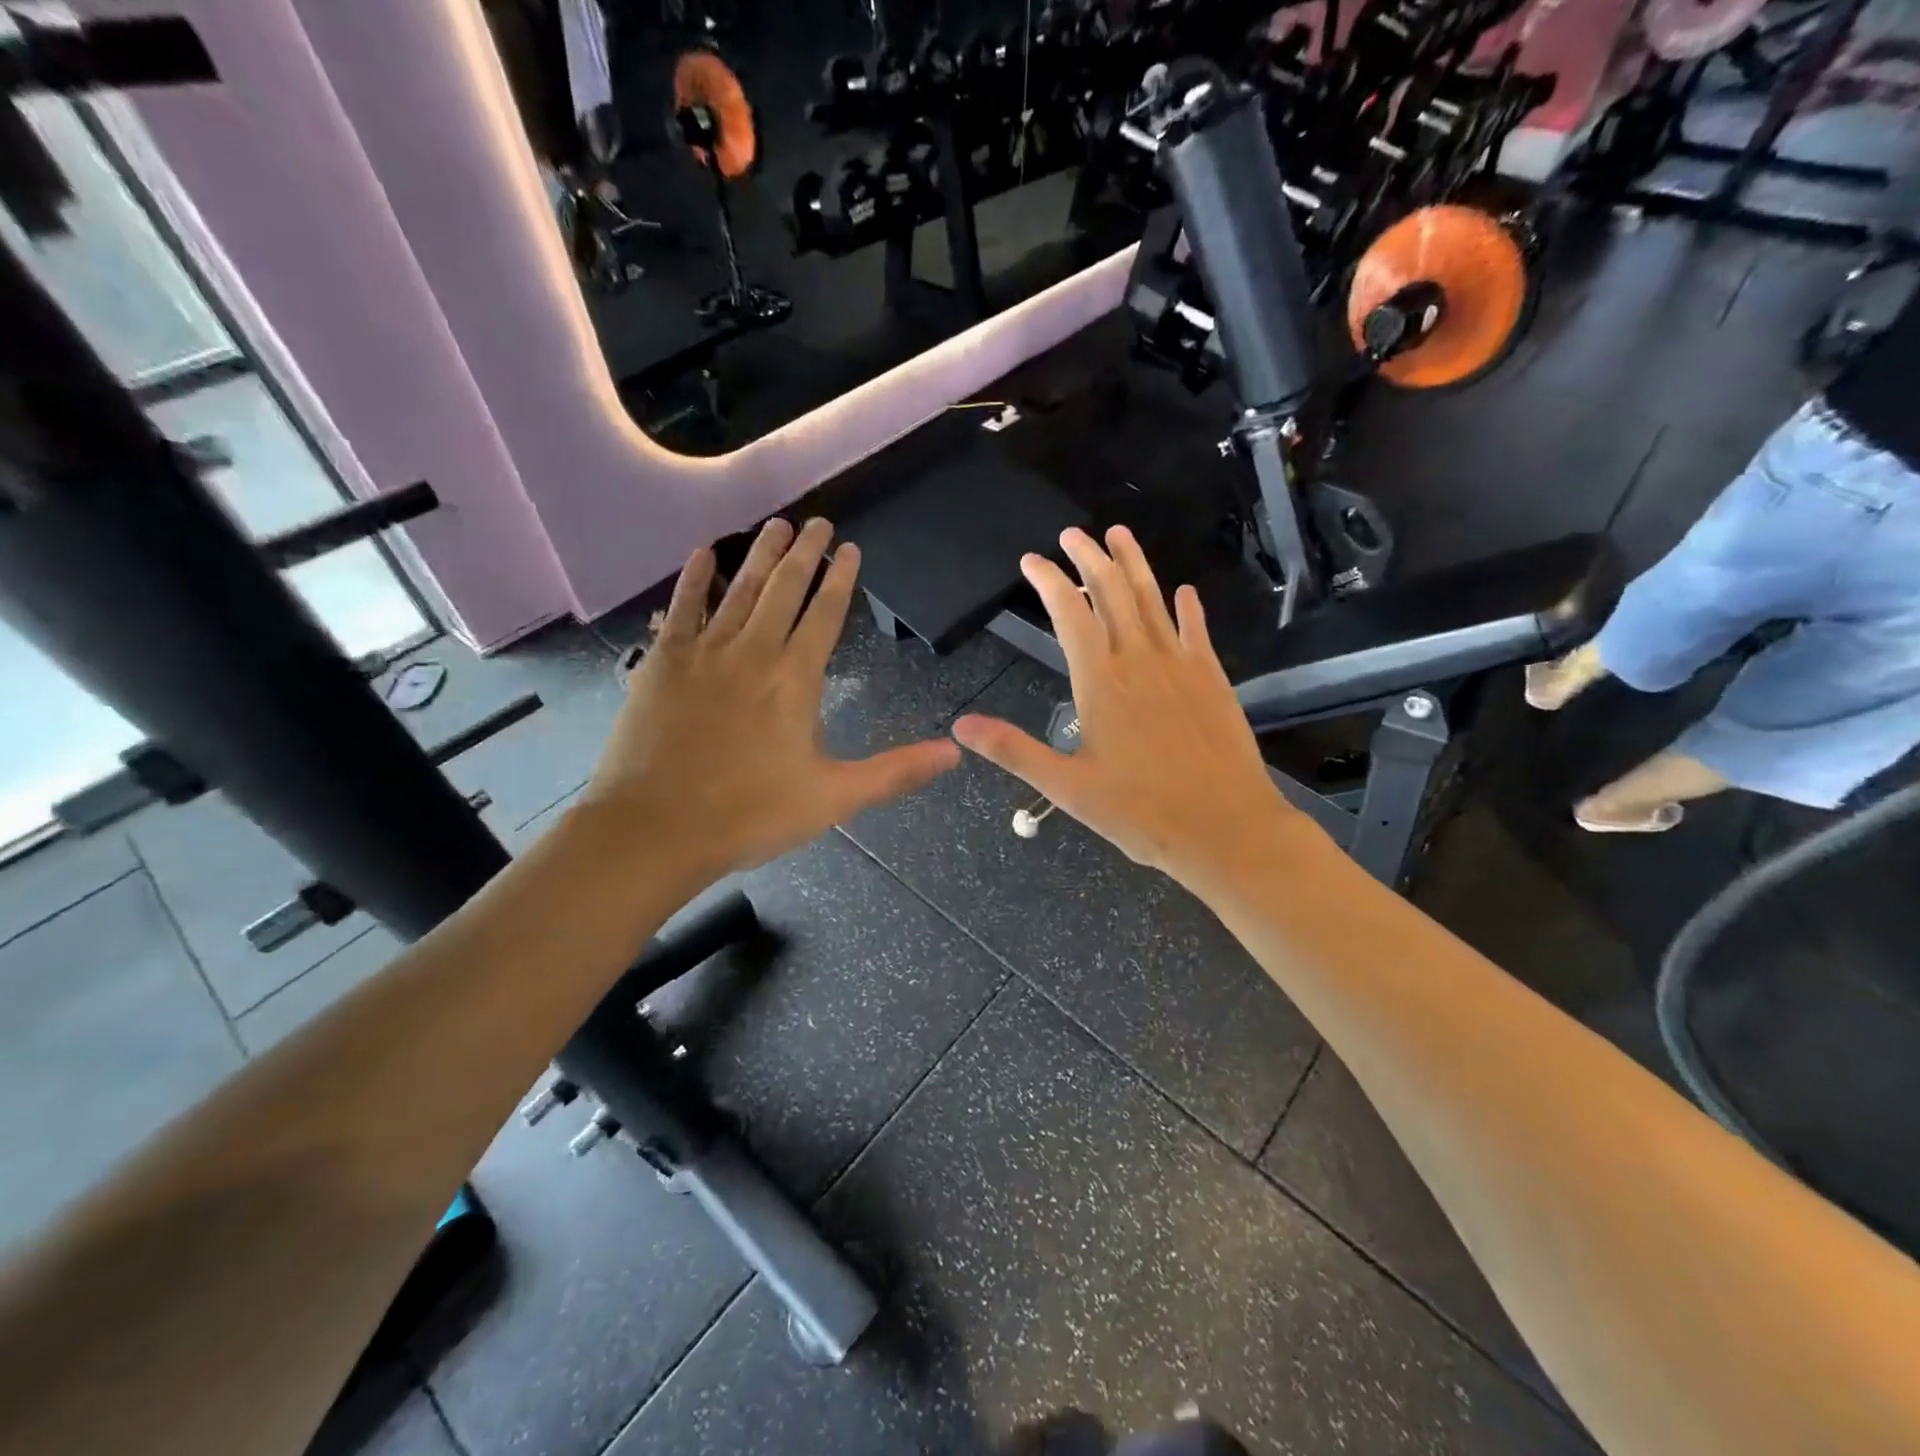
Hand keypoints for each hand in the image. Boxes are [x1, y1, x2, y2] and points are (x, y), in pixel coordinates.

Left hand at [581, 518, 959, 883]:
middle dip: (805, 552)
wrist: (656, 828)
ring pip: (739, 589)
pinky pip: (683, 607)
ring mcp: (704, 652)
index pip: (825, 614)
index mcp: (795, 679)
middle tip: (817, 521)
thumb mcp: (834, 798)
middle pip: (784, 588)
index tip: (850, 547)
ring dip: (759, 554)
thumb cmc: (750, 814)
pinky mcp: (663, 662)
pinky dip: (695, 579)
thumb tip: (954, 752)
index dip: (841, 579)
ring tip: (776, 525)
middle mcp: (753, 652)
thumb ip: (895, 771)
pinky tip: (704, 555)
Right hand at [952, 526, 1307, 893]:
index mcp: (1101, 682)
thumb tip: (961, 726)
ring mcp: (1181, 666)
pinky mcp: (1213, 679)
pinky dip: (1188, 608)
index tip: (1032, 561)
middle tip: (1073, 535)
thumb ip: (1014, 750)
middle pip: (1113, 592)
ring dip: (1134, 564)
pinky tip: (1184, 592)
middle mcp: (1140, 660)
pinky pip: (1197, 631)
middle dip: (1090, 558)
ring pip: (1153, 600)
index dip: (1049, 581)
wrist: (1226, 828)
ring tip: (1119, 534)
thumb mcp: (1067, 787)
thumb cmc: (1141, 813)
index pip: (1070, 613)